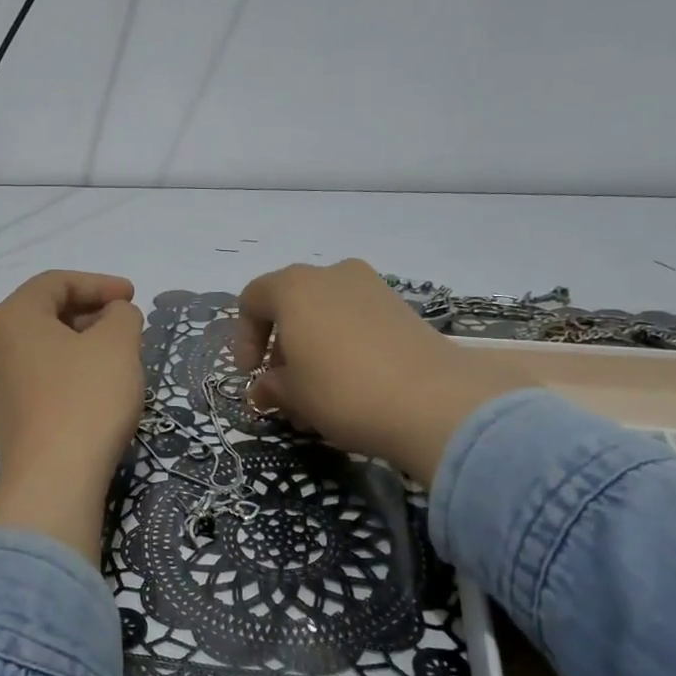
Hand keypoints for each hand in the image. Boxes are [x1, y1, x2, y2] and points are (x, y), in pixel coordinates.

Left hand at [0, 271, 145, 561]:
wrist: (54, 481)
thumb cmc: (86, 399)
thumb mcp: (117, 344)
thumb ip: (121, 315)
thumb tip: (114, 315)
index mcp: (12, 317)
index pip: (56, 283)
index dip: (99, 283)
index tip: (134, 297)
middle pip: (45, 314)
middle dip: (90, 313)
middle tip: (127, 325)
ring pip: (43, 349)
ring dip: (81, 344)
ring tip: (117, 357)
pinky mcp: (5, 419)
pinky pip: (39, 380)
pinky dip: (68, 373)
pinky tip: (95, 390)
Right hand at [232, 260, 536, 481]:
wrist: (432, 400)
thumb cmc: (342, 390)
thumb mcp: (294, 394)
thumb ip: (271, 386)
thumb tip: (263, 388)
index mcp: (294, 287)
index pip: (253, 300)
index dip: (244, 338)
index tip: (250, 373)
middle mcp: (331, 274)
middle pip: (292, 305)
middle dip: (280, 346)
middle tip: (282, 386)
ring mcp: (371, 287)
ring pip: (326, 315)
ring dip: (313, 349)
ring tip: (316, 394)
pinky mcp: (402, 308)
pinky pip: (356, 321)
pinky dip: (343, 346)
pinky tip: (349, 385)